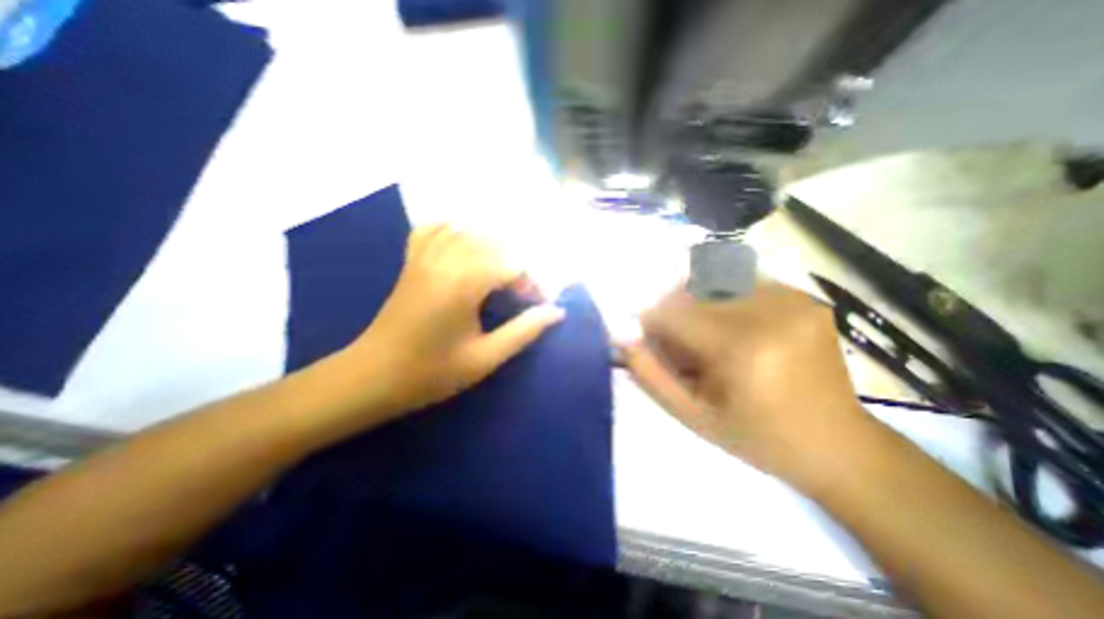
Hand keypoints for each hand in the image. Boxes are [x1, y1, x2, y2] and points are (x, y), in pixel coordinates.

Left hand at [345, 226, 569, 412]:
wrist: (372, 377)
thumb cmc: (431, 373)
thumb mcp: (485, 358)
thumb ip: (523, 331)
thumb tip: (556, 312)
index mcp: (462, 284)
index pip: (511, 266)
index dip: (532, 284)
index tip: (537, 306)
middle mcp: (444, 261)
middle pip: (494, 244)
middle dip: (516, 266)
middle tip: (521, 295)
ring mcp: (424, 257)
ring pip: (469, 233)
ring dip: (493, 249)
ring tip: (502, 275)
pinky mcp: (413, 261)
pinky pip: (435, 230)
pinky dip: (455, 231)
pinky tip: (466, 246)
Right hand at [619, 281, 870, 488]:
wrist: (839, 445)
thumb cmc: (758, 437)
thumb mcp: (693, 416)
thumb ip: (650, 375)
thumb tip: (622, 336)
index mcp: (743, 349)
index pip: (674, 312)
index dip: (652, 321)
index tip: (650, 339)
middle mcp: (771, 313)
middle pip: (694, 289)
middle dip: (673, 310)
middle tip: (677, 341)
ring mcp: (794, 300)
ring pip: (717, 280)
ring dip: (697, 301)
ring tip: (704, 334)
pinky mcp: (806, 297)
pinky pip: (744, 282)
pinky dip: (724, 298)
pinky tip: (732, 326)